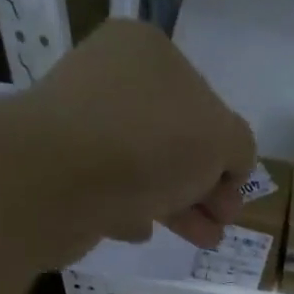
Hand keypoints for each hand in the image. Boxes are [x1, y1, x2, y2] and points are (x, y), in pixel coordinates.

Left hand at [28, 18, 256, 249]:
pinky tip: (143, 229)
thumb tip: (228, 162)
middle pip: (177, 138)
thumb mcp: (221, 138)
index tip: (234, 190)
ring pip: (147, 168)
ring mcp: (82, 122)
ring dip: (180, 206)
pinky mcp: (61, 167)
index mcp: (149, 51)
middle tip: (222, 220)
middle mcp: (111, 77)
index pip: (206, 101)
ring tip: (203, 241)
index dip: (227, 150)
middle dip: (206, 185)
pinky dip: (133, 208)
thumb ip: (238, 146)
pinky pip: (110, 189)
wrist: (55, 179)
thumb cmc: (148, 143)